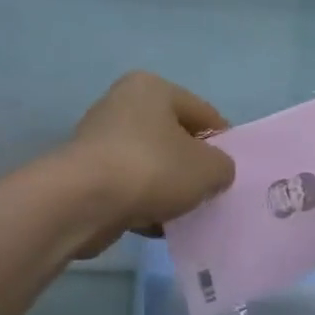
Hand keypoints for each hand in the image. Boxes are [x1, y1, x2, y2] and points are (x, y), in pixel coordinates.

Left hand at [66, 72, 235, 257]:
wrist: (82, 203)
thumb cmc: (152, 169)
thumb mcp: (208, 168)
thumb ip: (223, 167)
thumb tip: (214, 173)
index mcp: (153, 88)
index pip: (203, 113)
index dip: (224, 143)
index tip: (232, 172)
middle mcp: (123, 105)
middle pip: (174, 139)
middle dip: (193, 168)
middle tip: (211, 194)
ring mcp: (101, 140)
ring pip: (151, 166)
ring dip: (169, 190)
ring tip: (186, 215)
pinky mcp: (87, 174)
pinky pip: (128, 187)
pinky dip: (144, 204)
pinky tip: (158, 226)